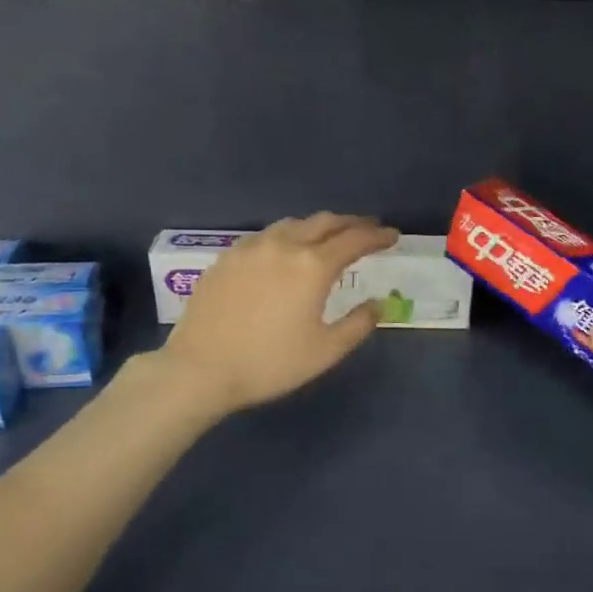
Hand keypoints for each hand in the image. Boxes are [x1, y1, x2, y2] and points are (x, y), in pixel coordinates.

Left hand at [157, 213, 398, 417]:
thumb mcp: (325, 351)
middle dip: (351, 223)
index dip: (377, 236)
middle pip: (324, 222)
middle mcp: (283, 245)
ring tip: (329, 237)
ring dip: (318, 226)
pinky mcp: (227, 257)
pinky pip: (266, 236)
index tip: (392, 236)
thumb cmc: (269, 363)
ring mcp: (251, 248)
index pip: (354, 240)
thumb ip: (358, 324)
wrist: (199, 369)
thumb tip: (378, 304)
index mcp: (312, 266)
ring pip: (293, 224)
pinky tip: (285, 251)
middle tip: (367, 229)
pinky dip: (288, 236)